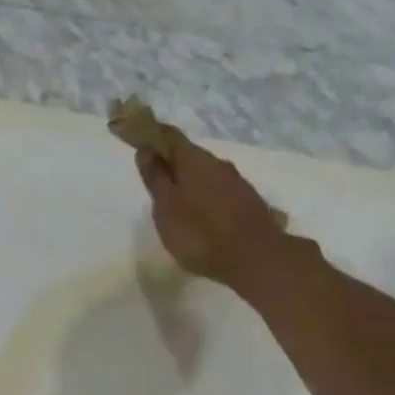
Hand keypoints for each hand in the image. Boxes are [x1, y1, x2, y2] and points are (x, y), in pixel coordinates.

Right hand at [134, 131, 289, 289]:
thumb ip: (155, 178)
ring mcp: (237, 182)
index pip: (170, 136)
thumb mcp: (166, 207)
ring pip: (207, 174)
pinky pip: (221, 191)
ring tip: (179, 203)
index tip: (140, 144)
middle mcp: (218, 163)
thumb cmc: (199, 233)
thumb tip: (146, 150)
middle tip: (156, 182)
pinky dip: (208, 197)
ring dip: (192, 182)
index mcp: (193, 160)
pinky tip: (204, 216)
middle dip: (172, 163)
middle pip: (190, 155)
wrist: (254, 258)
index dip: (153, 137)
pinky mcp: (249, 202)